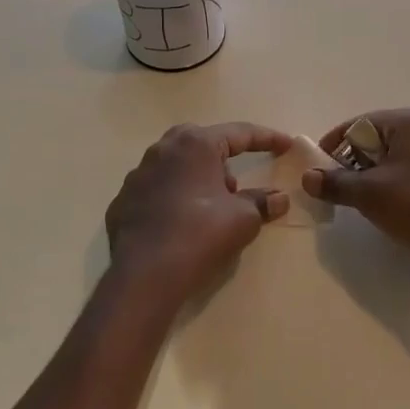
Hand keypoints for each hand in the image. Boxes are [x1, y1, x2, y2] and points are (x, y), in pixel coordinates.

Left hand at [104, 122, 292, 314]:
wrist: (144, 275)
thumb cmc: (200, 234)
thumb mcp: (243, 219)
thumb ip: (262, 202)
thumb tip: (279, 199)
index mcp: (195, 144)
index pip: (240, 133)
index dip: (267, 138)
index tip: (287, 144)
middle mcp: (163, 149)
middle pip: (202, 143)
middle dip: (224, 157)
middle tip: (238, 183)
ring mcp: (138, 174)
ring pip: (177, 165)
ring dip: (198, 178)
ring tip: (212, 207)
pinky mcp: (123, 201)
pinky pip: (157, 190)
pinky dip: (174, 198)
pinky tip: (182, 222)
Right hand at [303, 109, 409, 275]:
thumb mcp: (371, 195)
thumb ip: (336, 183)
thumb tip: (308, 178)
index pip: (361, 123)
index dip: (335, 144)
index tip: (318, 168)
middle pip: (382, 139)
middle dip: (356, 162)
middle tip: (340, 189)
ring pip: (402, 159)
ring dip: (378, 177)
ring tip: (365, 203)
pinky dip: (401, 186)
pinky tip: (397, 211)